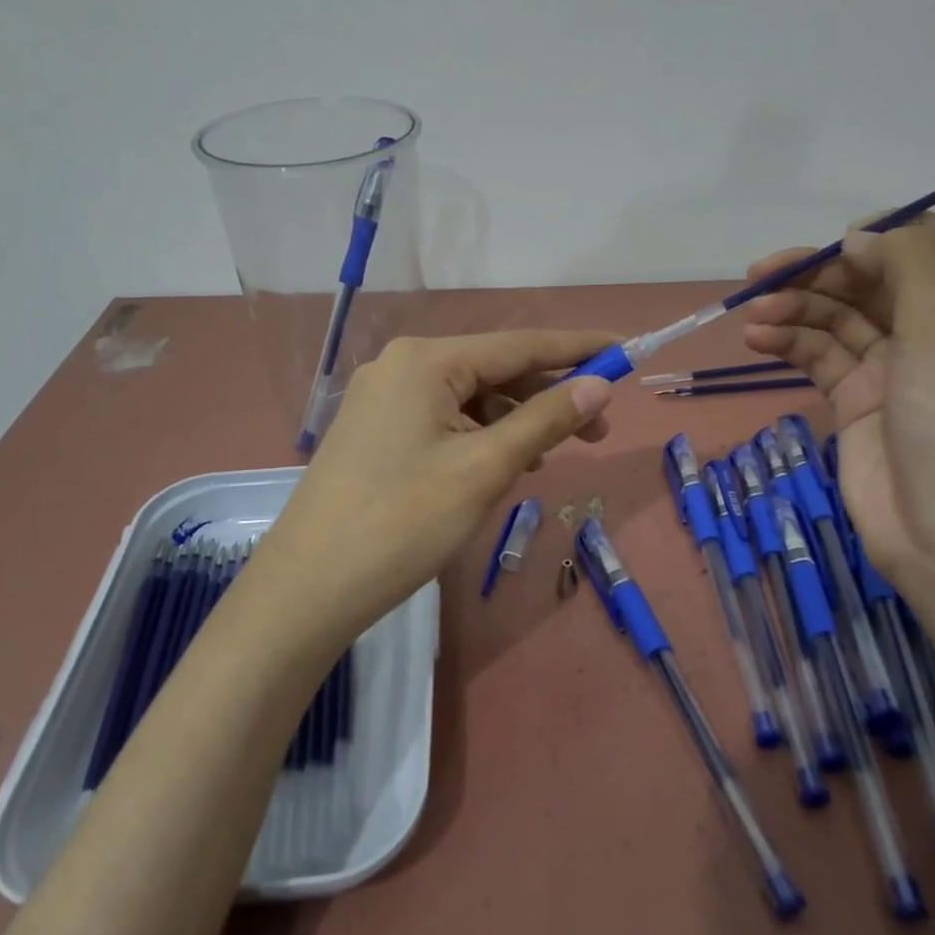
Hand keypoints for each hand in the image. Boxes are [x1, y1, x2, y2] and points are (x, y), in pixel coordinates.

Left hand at [250, 330, 618, 640]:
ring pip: (470, 398)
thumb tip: (599, 384)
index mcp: (427, 360)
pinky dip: (481, 436)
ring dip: (516, 420)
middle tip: (599, 431)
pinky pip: (444, 419)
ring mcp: (384, 398)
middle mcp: (403, 365)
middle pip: (494, 369)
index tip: (626, 351)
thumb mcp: (485, 468)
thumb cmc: (403, 522)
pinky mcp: (376, 430)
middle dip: (548, 396)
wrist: (308, 589)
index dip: (578, 348)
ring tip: (550, 458)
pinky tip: (502, 465)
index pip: (520, 344)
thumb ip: (546, 420)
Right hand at [741, 216, 934, 600]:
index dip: (898, 232)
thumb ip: (904, 269)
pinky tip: (756, 338)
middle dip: (822, 271)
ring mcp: (891, 367)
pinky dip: (788, 342)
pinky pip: (818, 356)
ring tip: (753, 312)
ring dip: (794, 307)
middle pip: (875, 279)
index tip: (848, 242)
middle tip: (764, 274)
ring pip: (838, 317)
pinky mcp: (854, 400)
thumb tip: (860, 236)